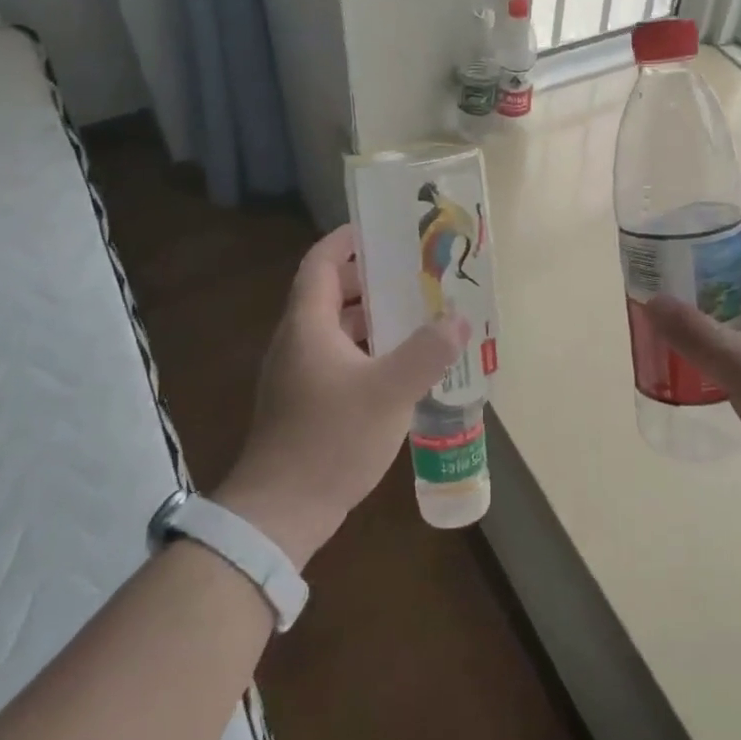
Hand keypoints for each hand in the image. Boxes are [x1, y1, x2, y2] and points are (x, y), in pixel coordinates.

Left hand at [215, 224, 464, 566]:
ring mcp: (300, 375)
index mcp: (308, 325)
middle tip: (416, 272)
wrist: (282, 512)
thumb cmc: (331, 439)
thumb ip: (428, 352)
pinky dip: (370, 350)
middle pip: (332, 294)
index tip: (382, 228)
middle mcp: (298, 342)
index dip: (347, 240)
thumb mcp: (389, 392)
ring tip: (418, 313)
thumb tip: (458, 318)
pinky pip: (341, 359)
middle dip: (372, 278)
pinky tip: (403, 365)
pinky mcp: (307, 403)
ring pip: (338, 329)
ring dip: (374, 318)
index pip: (321, 263)